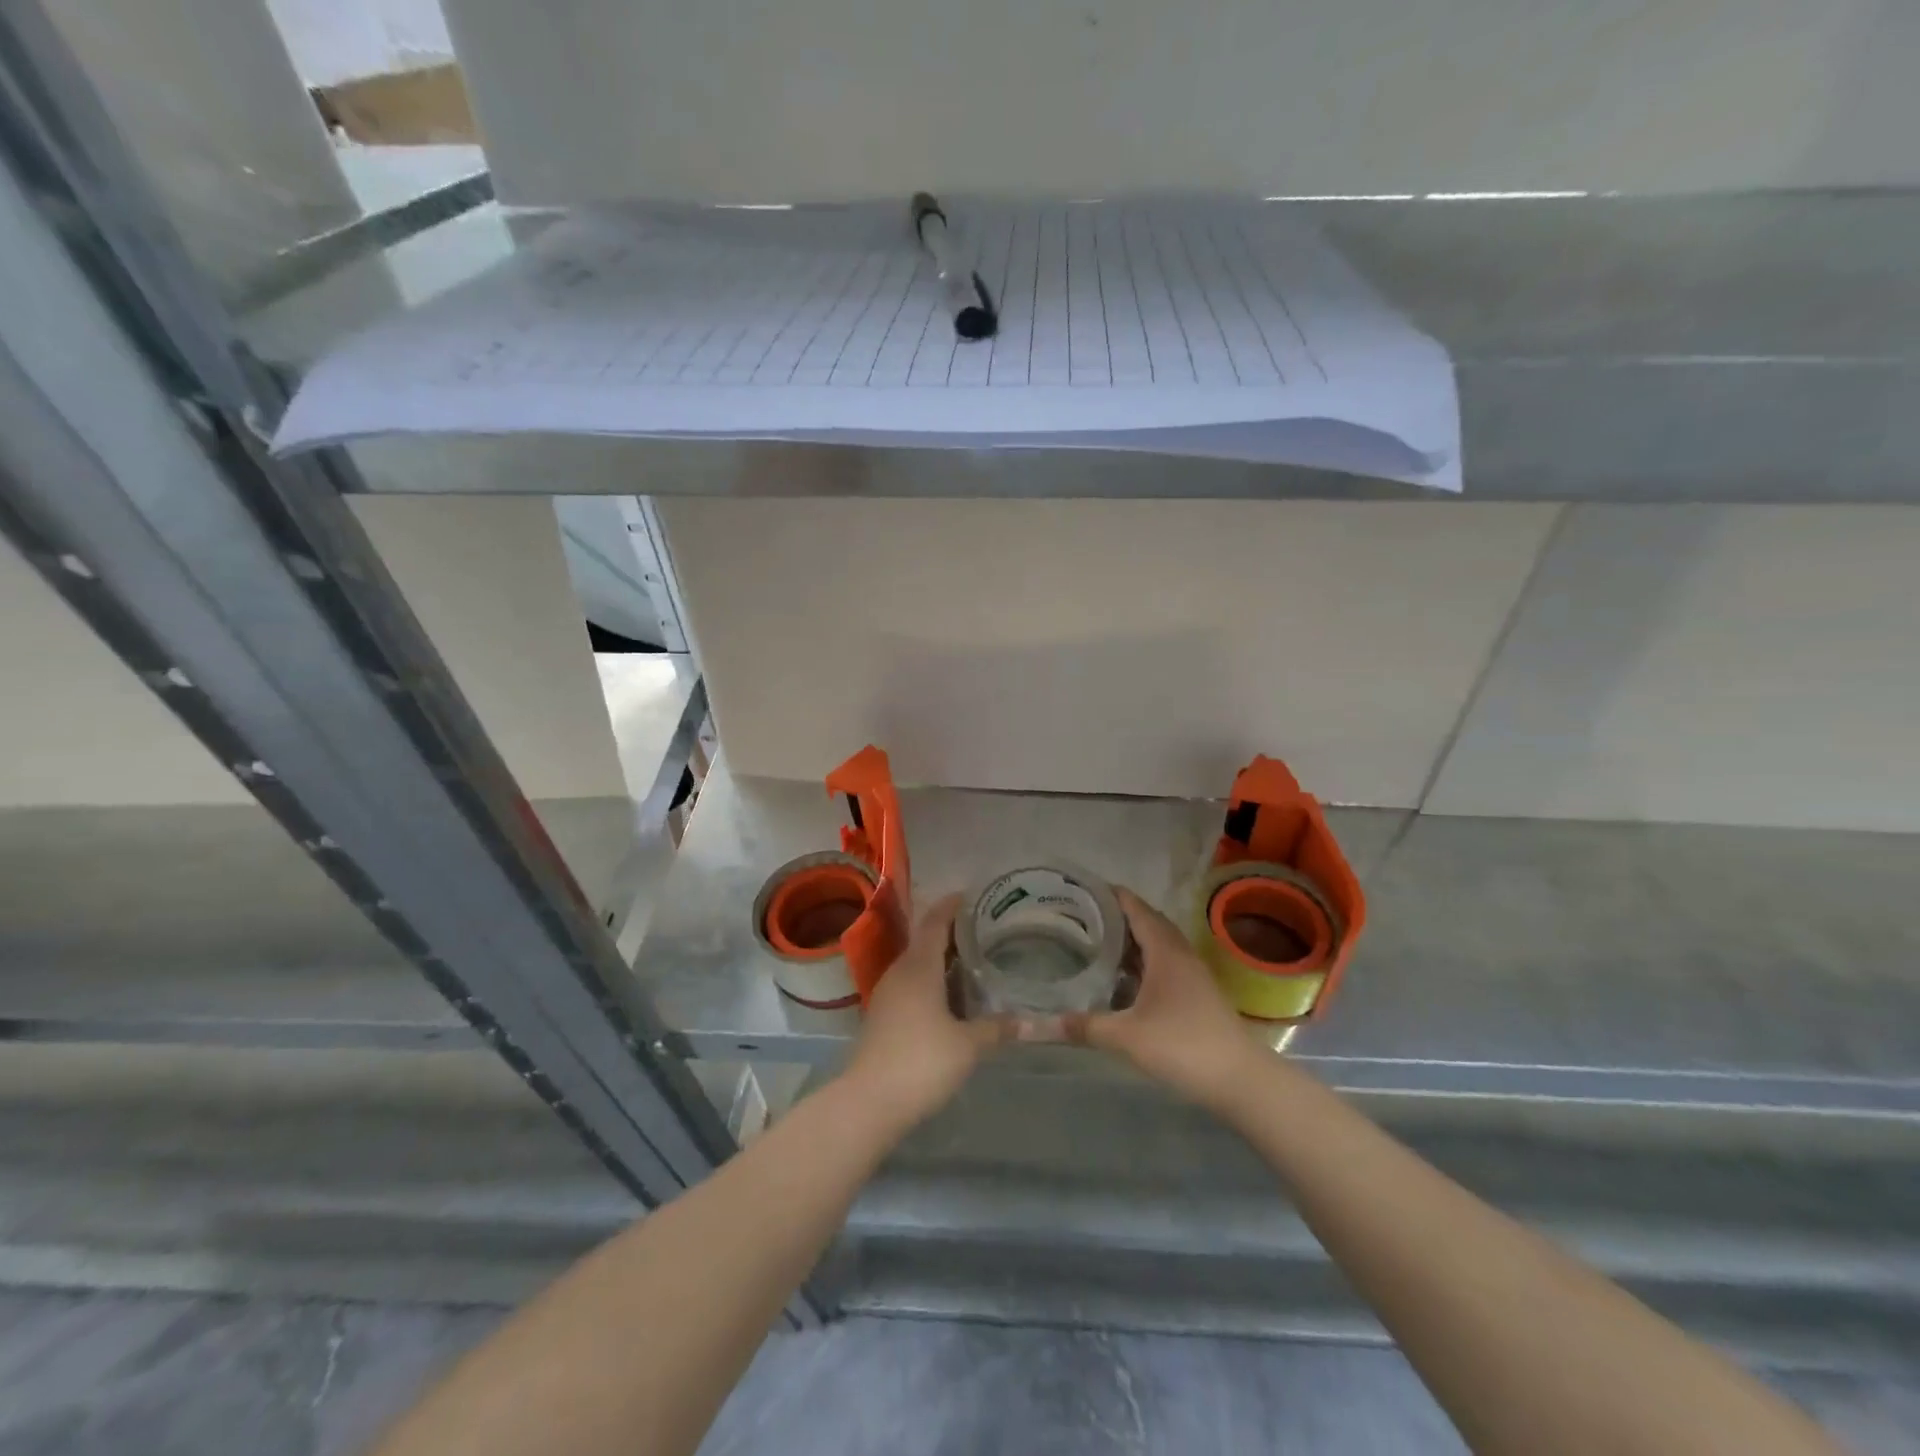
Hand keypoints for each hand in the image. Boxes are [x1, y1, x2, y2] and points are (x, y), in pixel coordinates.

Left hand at [841, 895, 1013, 1133]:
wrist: (868, 1101)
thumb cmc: (921, 1062)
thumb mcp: (968, 1045)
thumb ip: (997, 1028)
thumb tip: (1030, 1022)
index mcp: (919, 967)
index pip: (935, 923)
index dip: (951, 906)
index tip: (969, 895)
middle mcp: (900, 972)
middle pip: (924, 941)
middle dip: (950, 932)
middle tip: (981, 930)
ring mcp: (887, 995)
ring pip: (916, 965)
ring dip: (939, 959)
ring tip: (970, 960)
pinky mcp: (882, 1017)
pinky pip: (909, 985)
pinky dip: (930, 981)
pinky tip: (949, 998)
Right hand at [1065, 888, 1264, 1114]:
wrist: (1242, 1080)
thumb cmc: (1184, 1046)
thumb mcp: (1127, 1037)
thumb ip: (1084, 1026)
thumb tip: (1039, 1023)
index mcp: (1164, 950)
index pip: (1134, 907)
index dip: (1109, 894)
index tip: (1079, 888)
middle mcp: (1179, 953)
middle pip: (1145, 921)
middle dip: (1114, 915)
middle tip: (1078, 916)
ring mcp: (1191, 973)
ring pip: (1155, 944)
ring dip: (1129, 939)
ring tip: (1093, 941)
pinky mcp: (1195, 993)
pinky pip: (1162, 962)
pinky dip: (1140, 961)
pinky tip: (1121, 979)